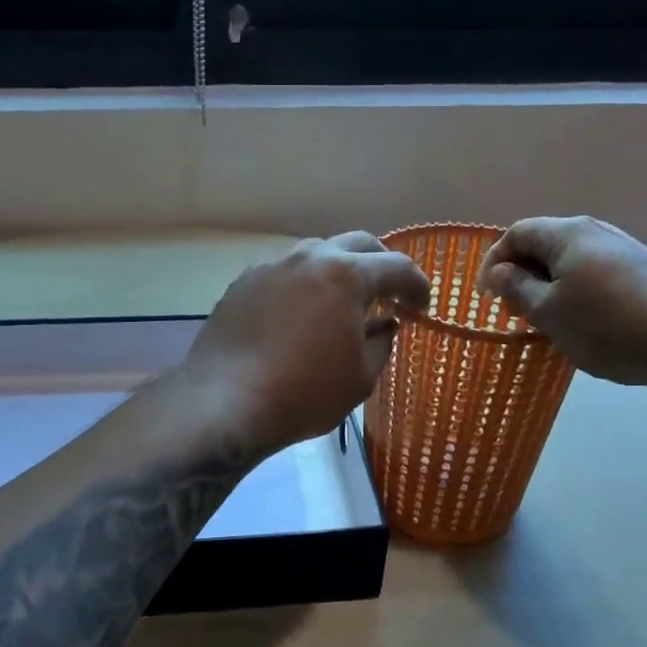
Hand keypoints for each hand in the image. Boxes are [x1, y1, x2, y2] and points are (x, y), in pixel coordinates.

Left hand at [182, 233, 429, 455]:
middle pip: (357, 244)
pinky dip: (302, 286)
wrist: (225, 402)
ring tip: (341, 304)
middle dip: (380, 266)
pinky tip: (299, 315)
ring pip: (315, 254)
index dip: (417, 286)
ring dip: (338, 272)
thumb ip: (381, 343)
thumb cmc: (304, 394)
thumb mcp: (361, 377)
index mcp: (346, 275)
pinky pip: (284, 274)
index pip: (398, 267)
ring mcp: (271, 266)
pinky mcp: (242, 283)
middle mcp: (308, 257)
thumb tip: (385, 325)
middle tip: (388, 295)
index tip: (421, 308)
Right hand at [479, 217, 646, 386]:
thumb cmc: (605, 324)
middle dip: (522, 274)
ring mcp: (624, 251)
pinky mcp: (644, 273)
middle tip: (514, 309)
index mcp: (568, 234)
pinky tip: (584, 324)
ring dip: (550, 286)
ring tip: (546, 320)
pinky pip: (595, 275)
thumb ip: (517, 288)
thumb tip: (501, 272)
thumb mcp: (547, 312)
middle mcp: (596, 232)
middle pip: (546, 244)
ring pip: (572, 262)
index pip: (517, 232)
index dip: (494, 260)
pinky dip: (577, 293)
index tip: (486, 295)